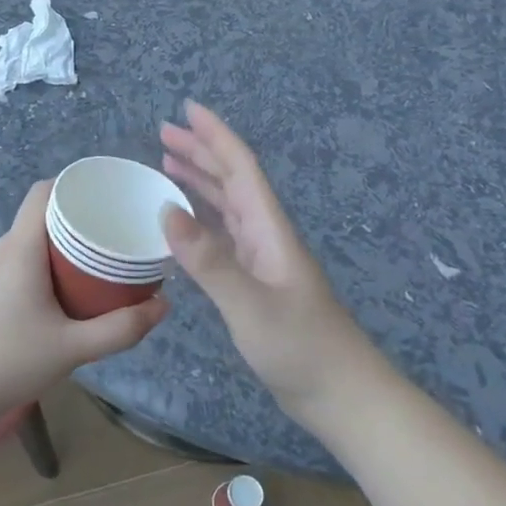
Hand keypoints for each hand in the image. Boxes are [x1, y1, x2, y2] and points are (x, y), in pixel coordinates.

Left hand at [0, 181, 166, 418]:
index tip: (108, 197)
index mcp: (19, 250)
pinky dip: (43, 264)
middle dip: (78, 220)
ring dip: (60, 246)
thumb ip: (121, 329)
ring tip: (94, 265)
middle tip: (114, 237)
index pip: (42, 193)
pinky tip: (61, 292)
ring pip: (28, 241)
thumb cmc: (8, 364)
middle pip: (40, 216)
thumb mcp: (73, 349)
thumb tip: (163, 306)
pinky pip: (17, 260)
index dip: (74, 185)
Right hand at [160, 101, 374, 421]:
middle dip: (201, 152)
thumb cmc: (302, 349)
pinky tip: (183, 223)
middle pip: (232, 180)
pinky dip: (201, 220)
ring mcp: (262, 260)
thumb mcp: (252, 306)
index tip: (187, 109)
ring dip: (200, 181)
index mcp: (270, 229)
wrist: (342, 396)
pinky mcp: (256, 283)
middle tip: (163, 133)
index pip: (242, 168)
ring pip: (227, 206)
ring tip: (167, 164)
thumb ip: (210, 261)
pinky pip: (223, 236)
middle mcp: (266, 235)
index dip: (215, 136)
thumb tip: (166, 212)